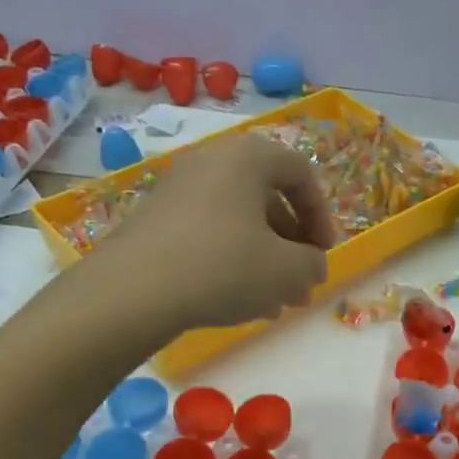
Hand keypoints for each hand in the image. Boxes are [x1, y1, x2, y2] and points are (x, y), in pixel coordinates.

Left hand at [97, 135, 333, 330]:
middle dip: (292, 245)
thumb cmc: (223, 267)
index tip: (324, 254)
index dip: (322, 216)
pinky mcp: (155, 219)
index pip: (301, 174)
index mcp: (248, 157)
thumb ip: (313, 264)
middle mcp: (211, 161)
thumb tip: (312, 265)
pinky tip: (237, 299)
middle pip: (268, 199)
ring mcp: (178, 189)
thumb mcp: (287, 271)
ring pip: (238, 221)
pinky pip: (208, 233)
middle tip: (302, 283)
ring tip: (274, 302)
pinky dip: (231, 260)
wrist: (134, 291)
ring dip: (264, 259)